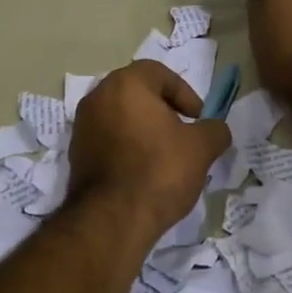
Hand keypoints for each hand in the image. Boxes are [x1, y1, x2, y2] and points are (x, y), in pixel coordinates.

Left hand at [67, 61, 229, 240]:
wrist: (113, 218)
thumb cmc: (160, 170)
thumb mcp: (201, 148)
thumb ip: (214, 130)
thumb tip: (215, 129)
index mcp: (125, 84)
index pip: (159, 73)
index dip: (184, 93)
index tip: (198, 118)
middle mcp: (97, 98)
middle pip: (137, 94)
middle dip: (163, 110)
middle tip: (183, 133)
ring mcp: (82, 127)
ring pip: (121, 117)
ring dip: (144, 129)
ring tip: (165, 155)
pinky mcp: (76, 154)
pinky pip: (108, 140)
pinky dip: (127, 147)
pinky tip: (143, 171)